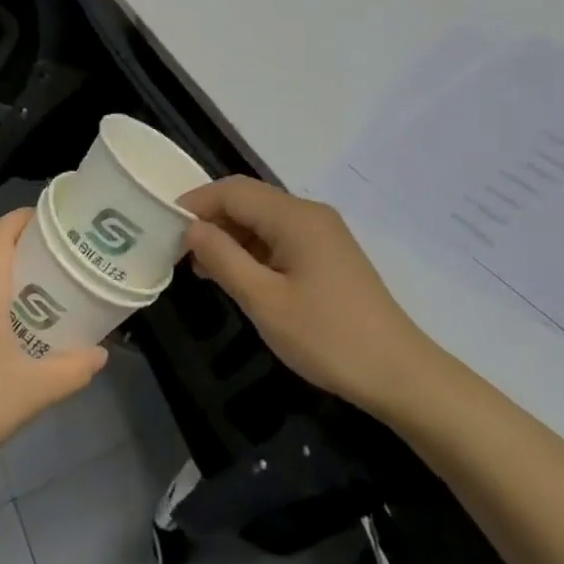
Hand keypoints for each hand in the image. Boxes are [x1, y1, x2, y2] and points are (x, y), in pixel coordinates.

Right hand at [181, 177, 435, 418]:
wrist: (399, 373)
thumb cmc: (327, 337)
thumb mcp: (265, 302)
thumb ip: (224, 259)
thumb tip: (192, 228)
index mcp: (294, 216)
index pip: (233, 190)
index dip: (197, 202)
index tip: (164, 226)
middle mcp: (309, 213)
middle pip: (249, 200)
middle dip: (212, 219)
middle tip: (180, 252)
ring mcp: (323, 233)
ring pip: (264, 220)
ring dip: (232, 236)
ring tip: (204, 270)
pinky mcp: (329, 254)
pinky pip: (281, 238)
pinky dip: (255, 250)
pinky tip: (240, 277)